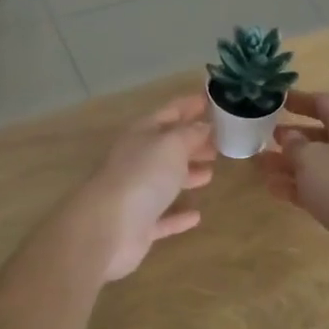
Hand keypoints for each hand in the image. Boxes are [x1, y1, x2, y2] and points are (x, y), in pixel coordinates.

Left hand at [69, 94, 216, 281]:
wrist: (108, 228)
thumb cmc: (142, 176)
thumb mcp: (172, 145)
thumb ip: (190, 133)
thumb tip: (204, 126)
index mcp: (142, 134)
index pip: (169, 112)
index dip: (190, 105)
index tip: (213, 100)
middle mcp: (137, 160)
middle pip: (168, 146)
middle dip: (193, 141)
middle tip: (221, 140)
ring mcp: (136, 194)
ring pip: (165, 180)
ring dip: (187, 175)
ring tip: (211, 172)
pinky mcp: (139, 226)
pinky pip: (163, 216)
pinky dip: (178, 215)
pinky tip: (196, 215)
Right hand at [256, 91, 328, 276]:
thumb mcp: (310, 157)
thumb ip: (294, 143)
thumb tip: (288, 136)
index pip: (323, 103)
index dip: (299, 100)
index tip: (276, 101)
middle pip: (318, 135)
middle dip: (290, 136)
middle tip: (264, 137)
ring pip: (316, 163)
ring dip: (288, 163)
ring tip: (260, 165)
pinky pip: (318, 187)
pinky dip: (297, 186)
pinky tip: (272, 188)